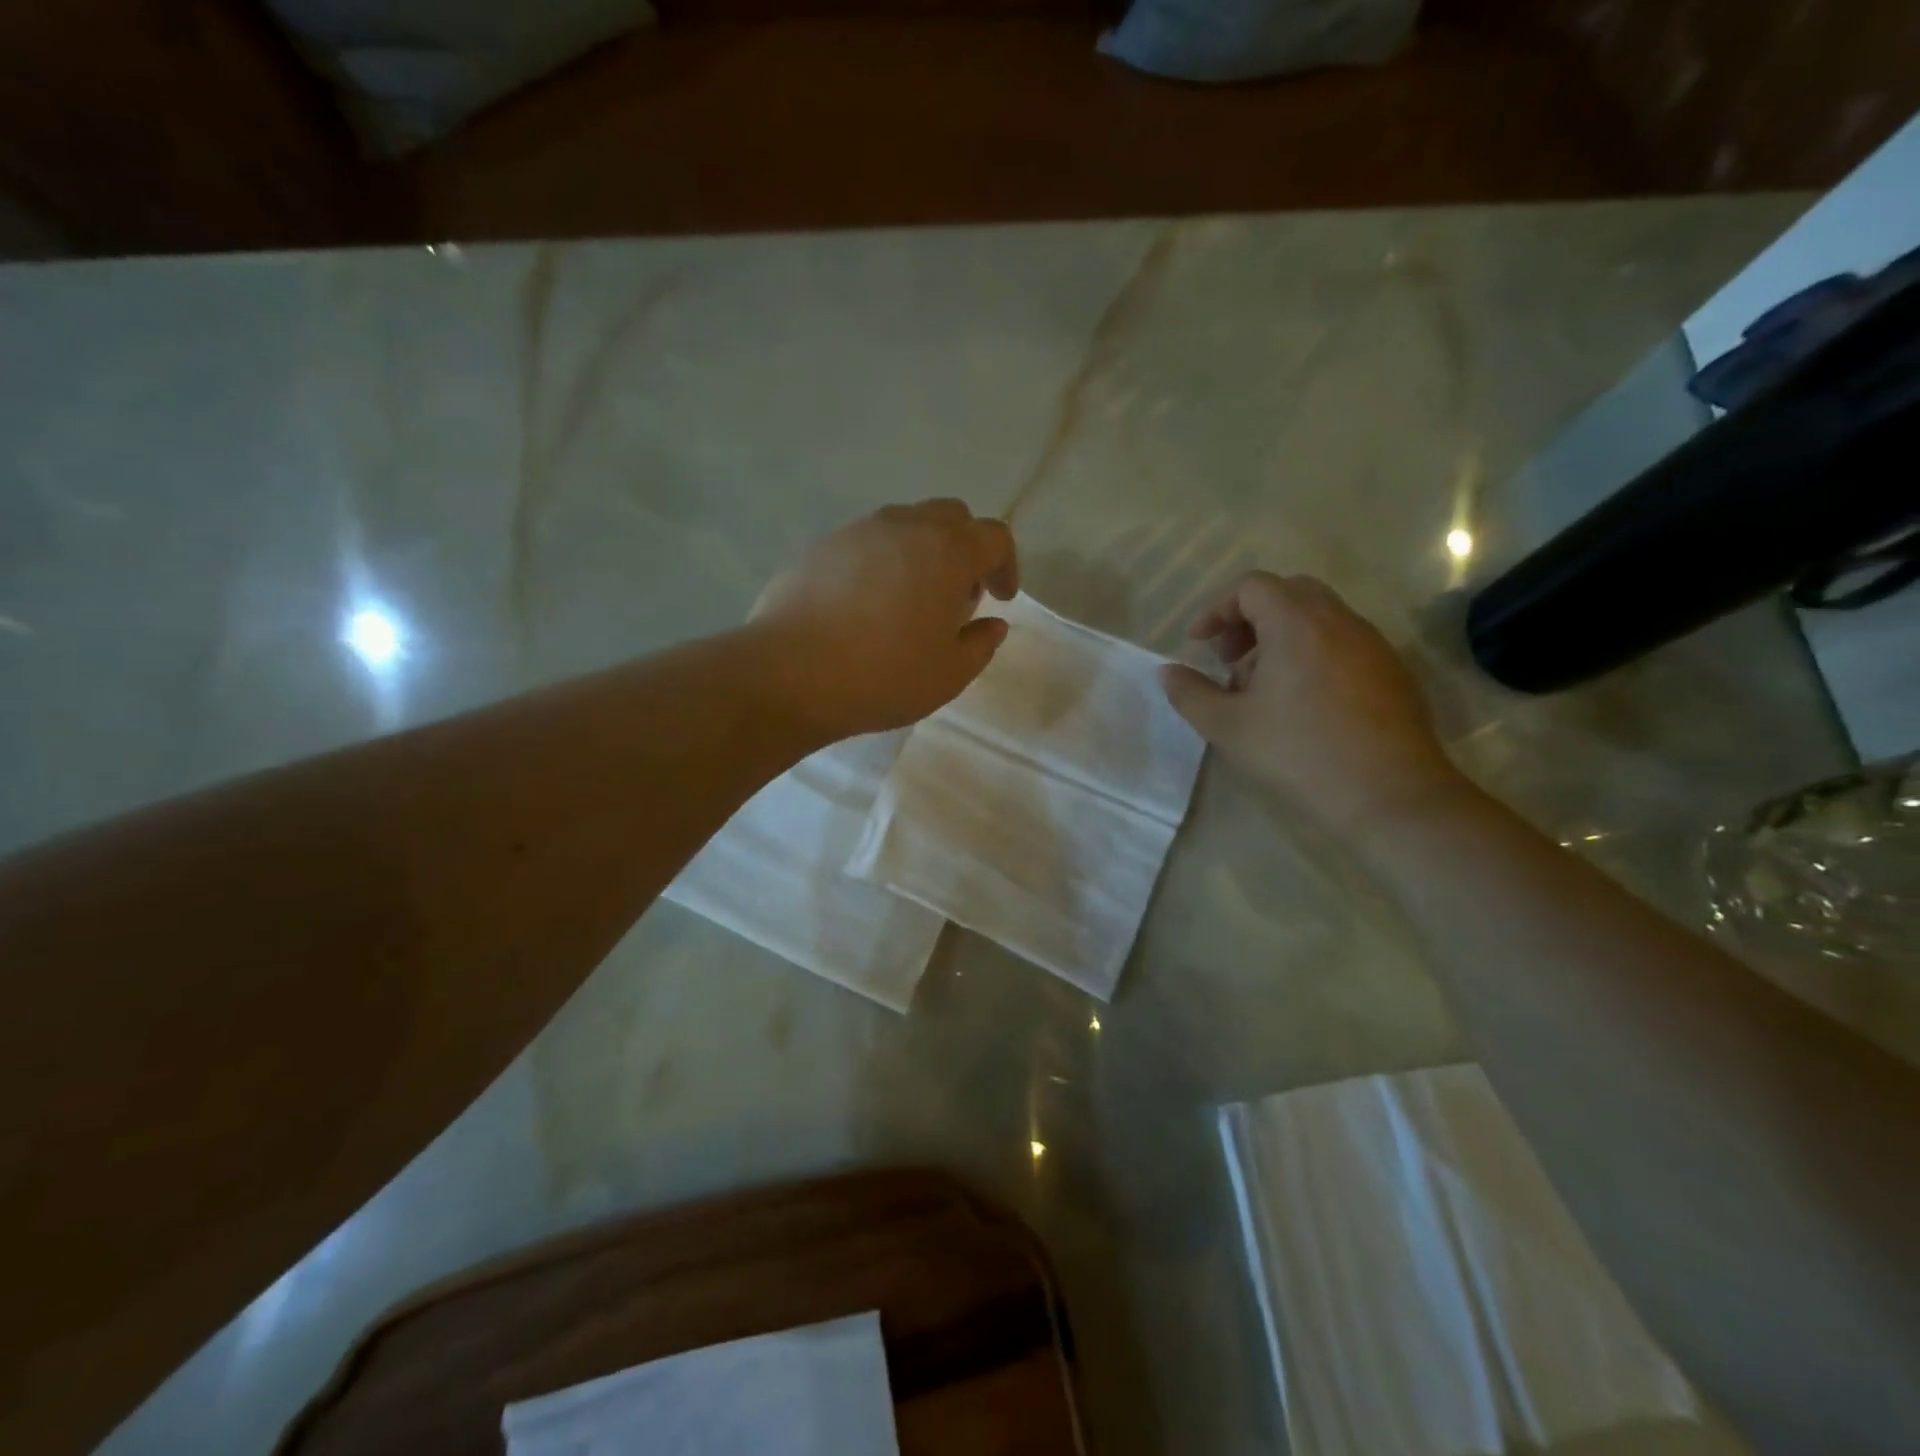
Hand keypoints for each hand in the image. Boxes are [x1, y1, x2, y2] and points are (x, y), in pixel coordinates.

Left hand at [750, 499, 1019, 739]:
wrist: (789, 674)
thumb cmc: (884, 675)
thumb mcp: (949, 674)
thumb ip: (980, 644)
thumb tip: (991, 624)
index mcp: (947, 551)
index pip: (994, 537)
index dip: (1005, 566)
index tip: (1000, 599)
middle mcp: (904, 526)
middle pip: (951, 517)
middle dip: (965, 549)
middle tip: (959, 595)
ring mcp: (857, 531)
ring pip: (905, 525)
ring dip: (922, 552)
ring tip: (911, 600)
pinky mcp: (820, 546)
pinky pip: (866, 543)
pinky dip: (882, 562)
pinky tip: (867, 605)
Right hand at [1159, 572, 1465, 837]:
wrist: (1390, 795)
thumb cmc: (1299, 753)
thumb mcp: (1228, 727)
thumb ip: (1190, 693)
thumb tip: (1168, 672)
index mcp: (1297, 624)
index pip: (1252, 586)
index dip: (1217, 609)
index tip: (1199, 644)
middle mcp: (1339, 621)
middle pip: (1288, 592)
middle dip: (1250, 618)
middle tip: (1230, 659)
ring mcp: (1372, 644)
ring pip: (1318, 617)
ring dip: (1281, 636)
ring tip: (1262, 687)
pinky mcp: (1391, 670)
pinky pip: (1342, 641)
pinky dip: (1312, 653)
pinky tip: (1302, 703)